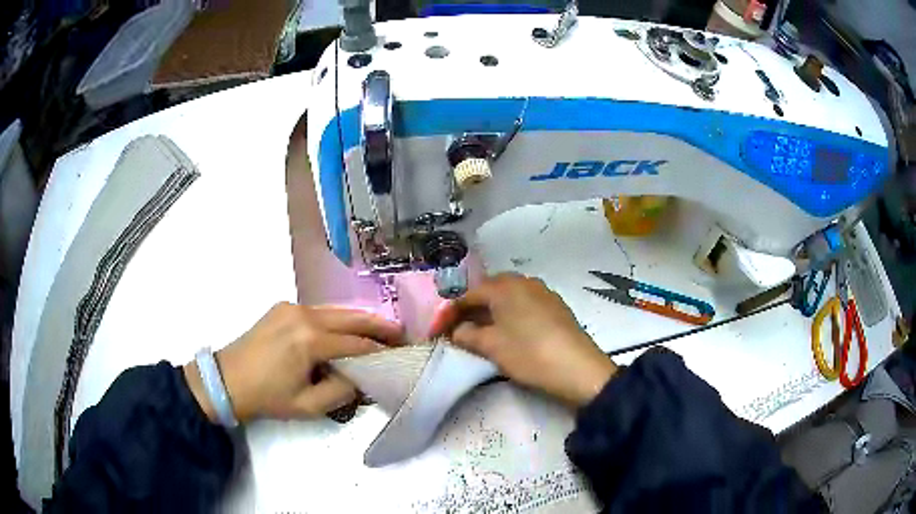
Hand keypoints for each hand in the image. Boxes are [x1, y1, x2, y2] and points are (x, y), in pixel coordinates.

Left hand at [184, 303, 402, 422]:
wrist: (227, 380)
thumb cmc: (267, 397)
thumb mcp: (307, 405)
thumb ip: (341, 392)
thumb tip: (360, 378)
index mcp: (309, 340)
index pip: (356, 344)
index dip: (380, 351)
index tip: (401, 354)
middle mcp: (304, 315)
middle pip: (351, 317)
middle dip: (378, 326)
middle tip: (402, 333)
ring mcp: (292, 307)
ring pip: (336, 311)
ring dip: (359, 321)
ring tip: (380, 331)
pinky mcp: (283, 307)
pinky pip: (320, 312)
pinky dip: (338, 320)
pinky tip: (347, 330)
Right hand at [430, 273, 616, 406]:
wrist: (578, 369)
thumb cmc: (529, 354)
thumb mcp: (492, 346)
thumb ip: (467, 335)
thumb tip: (457, 330)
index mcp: (505, 286)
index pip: (468, 294)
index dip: (450, 313)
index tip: (438, 332)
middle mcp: (524, 281)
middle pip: (489, 291)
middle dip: (471, 309)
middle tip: (458, 330)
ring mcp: (543, 292)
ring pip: (508, 297)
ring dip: (491, 312)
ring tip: (481, 333)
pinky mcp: (556, 306)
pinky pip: (524, 304)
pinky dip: (510, 315)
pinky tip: (509, 332)